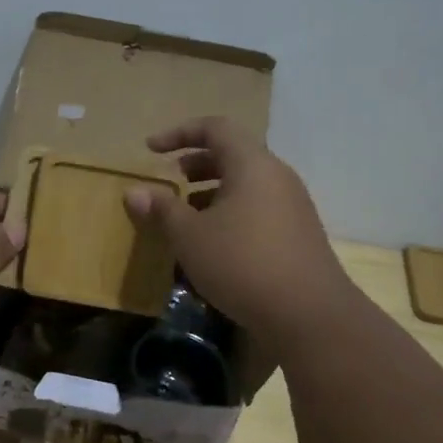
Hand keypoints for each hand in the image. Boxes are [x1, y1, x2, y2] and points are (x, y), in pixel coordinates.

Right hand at [124, 117, 355, 346]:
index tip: (151, 149)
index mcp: (252, 164)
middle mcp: (277, 176)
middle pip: (234, 153)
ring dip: (213, 190)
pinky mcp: (298, 234)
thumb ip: (161, 209)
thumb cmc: (242, 263)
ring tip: (187, 213)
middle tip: (171, 179)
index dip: (180, 133)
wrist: (309, 314)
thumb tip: (133, 192)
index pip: (215, 128)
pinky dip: (231, 211)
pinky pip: (258, 207)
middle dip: (197, 163)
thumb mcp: (190, 236)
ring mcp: (293, 205)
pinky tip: (214, 243)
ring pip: (247, 183)